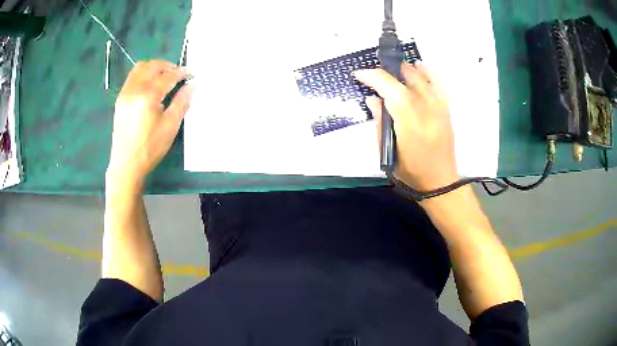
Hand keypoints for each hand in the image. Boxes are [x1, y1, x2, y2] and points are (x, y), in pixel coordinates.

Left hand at [107, 60, 193, 189]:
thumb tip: (191, 85)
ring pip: (140, 68)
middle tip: (178, 73)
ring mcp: (125, 93)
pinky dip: (143, 74)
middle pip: (152, 66)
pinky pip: (132, 77)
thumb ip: (181, 102)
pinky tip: (150, 85)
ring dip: (154, 67)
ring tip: (164, 76)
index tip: (191, 73)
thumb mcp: (170, 126)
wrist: (126, 165)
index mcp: (148, 96)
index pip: (167, 76)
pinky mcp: (120, 99)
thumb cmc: (150, 148)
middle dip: (167, 66)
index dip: (181, 73)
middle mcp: (134, 89)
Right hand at [353, 64, 457, 190]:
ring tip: (392, 69)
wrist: (440, 183)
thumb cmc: (410, 172)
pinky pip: (439, 84)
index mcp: (410, 125)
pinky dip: (428, 73)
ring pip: (423, 78)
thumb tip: (373, 99)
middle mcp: (427, 112)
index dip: (374, 78)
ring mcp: (439, 109)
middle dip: (387, 71)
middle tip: (373, 74)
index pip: (391, 91)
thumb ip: (380, 123)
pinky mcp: (446, 110)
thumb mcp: (388, 152)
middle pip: (406, 80)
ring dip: (405, 69)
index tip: (359, 74)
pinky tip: (419, 67)